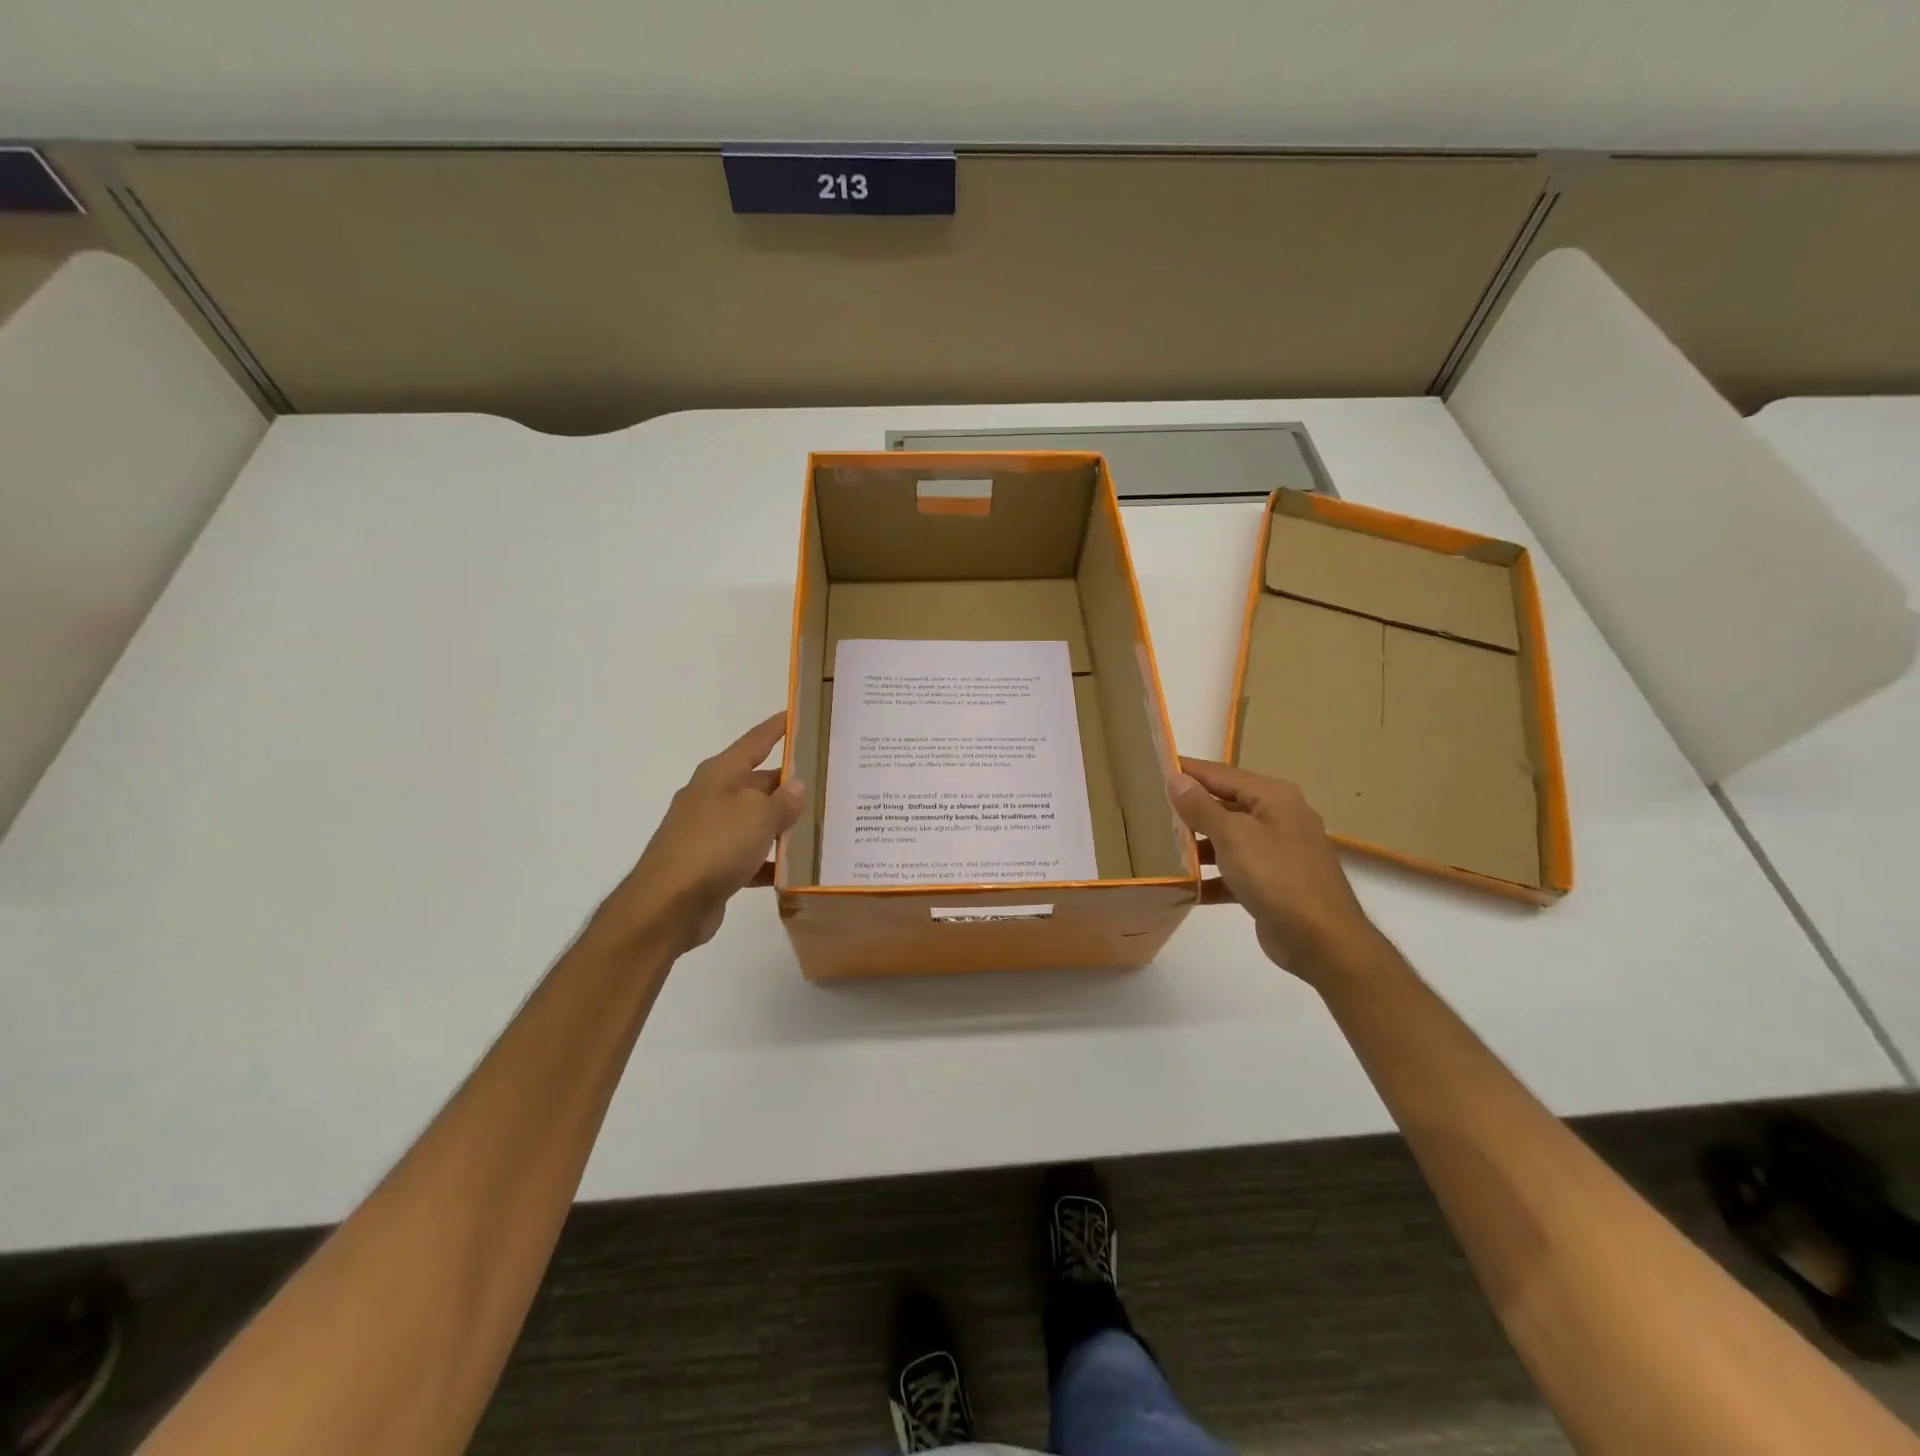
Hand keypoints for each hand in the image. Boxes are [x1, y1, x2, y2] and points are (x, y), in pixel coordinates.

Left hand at [595, 712, 806, 954]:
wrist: (667, 905)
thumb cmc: (714, 846)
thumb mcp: (758, 817)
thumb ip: (783, 801)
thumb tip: (796, 786)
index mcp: (720, 775)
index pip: (756, 741)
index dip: (778, 728)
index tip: (798, 714)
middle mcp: (713, 797)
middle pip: (758, 783)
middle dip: (789, 784)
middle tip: (828, 782)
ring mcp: (709, 832)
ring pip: (755, 821)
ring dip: (782, 825)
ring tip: (821, 827)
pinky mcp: (711, 866)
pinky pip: (749, 856)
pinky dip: (769, 861)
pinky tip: (795, 871)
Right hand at [1167, 758, 1376, 982]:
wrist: (1322, 941)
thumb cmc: (1276, 877)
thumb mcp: (1233, 836)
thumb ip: (1201, 806)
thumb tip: (1176, 777)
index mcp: (1273, 797)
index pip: (1221, 774)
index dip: (1188, 770)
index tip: (1153, 766)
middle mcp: (1278, 818)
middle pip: (1225, 805)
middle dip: (1189, 808)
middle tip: (1149, 806)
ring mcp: (1277, 852)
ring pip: (1228, 839)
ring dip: (1197, 844)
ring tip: (1157, 845)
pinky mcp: (1272, 884)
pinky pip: (1234, 871)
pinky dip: (1211, 877)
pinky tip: (1183, 886)